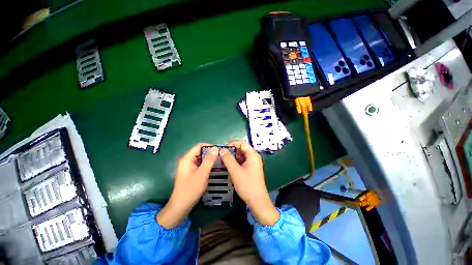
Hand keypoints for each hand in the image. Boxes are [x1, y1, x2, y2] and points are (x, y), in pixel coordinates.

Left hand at [157, 143, 218, 228]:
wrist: (181, 206)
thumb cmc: (191, 189)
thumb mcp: (202, 173)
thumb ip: (209, 160)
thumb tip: (216, 148)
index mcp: (187, 158)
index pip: (199, 146)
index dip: (210, 146)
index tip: (219, 151)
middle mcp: (187, 160)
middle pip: (200, 151)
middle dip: (211, 153)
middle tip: (221, 157)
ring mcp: (189, 166)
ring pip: (201, 158)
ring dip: (210, 159)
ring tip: (220, 161)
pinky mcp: (192, 171)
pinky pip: (201, 164)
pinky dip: (207, 164)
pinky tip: (214, 168)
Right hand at [220, 140, 278, 225]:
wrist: (257, 200)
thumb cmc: (247, 185)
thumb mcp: (235, 172)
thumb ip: (228, 159)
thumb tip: (222, 150)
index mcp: (252, 155)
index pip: (242, 143)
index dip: (232, 143)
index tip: (223, 148)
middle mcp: (254, 157)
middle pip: (242, 148)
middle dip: (232, 150)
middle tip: (222, 154)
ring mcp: (253, 162)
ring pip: (242, 154)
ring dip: (233, 156)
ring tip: (224, 160)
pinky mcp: (251, 168)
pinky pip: (243, 160)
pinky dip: (236, 161)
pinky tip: (230, 165)